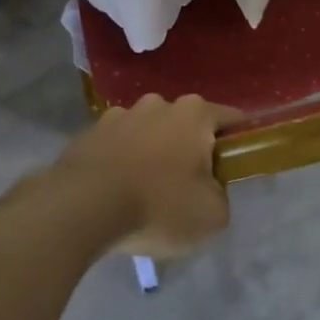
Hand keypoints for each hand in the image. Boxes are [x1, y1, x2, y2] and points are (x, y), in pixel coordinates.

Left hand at [45, 94, 241, 258]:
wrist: (80, 209)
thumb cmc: (157, 206)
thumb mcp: (211, 216)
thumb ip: (221, 197)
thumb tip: (210, 190)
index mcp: (195, 113)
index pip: (231, 118)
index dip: (238, 142)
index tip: (234, 168)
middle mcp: (159, 103)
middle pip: (186, 125)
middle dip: (190, 150)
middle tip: (188, 188)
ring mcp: (120, 115)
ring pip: (149, 133)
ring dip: (152, 154)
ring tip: (145, 193)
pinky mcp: (89, 133)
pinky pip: (117, 146)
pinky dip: (121, 162)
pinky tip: (115, 193)